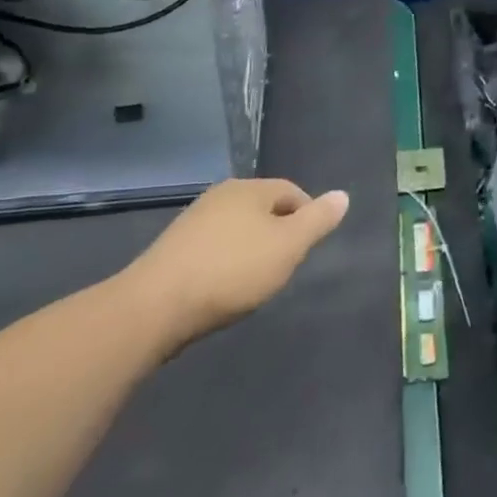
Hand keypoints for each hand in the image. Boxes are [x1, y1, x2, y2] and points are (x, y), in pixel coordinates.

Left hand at [118, 179, 348, 352]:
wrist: (153, 308)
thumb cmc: (232, 271)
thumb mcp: (288, 246)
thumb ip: (318, 220)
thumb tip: (343, 195)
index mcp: (250, 189)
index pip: (292, 192)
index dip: (308, 217)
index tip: (308, 249)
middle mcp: (221, 195)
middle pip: (263, 209)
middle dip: (278, 233)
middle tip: (285, 266)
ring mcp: (193, 221)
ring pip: (237, 228)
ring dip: (251, 249)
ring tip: (255, 281)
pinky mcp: (172, 249)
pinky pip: (213, 247)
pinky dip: (226, 262)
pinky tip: (223, 288)